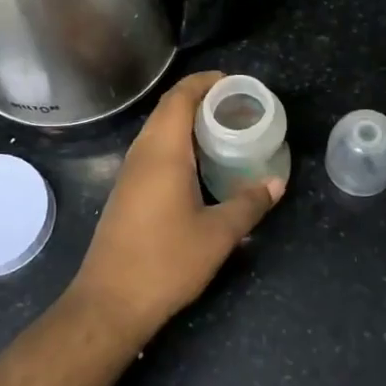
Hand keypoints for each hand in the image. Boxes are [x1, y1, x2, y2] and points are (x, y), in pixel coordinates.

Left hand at [68, 70, 284, 336]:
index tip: (235, 83)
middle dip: (201, 99)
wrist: (110, 302)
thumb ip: (249, 203)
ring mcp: (130, 174)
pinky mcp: (127, 192)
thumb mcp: (218, 234)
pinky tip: (201, 165)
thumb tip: (276, 183)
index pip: (180, 97)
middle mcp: (142, 154)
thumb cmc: (166, 262)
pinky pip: (154, 151)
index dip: (205, 82)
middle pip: (168, 109)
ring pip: (159, 131)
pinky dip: (179, 144)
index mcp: (163, 152)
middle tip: (238, 106)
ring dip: (188, 122)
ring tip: (225, 130)